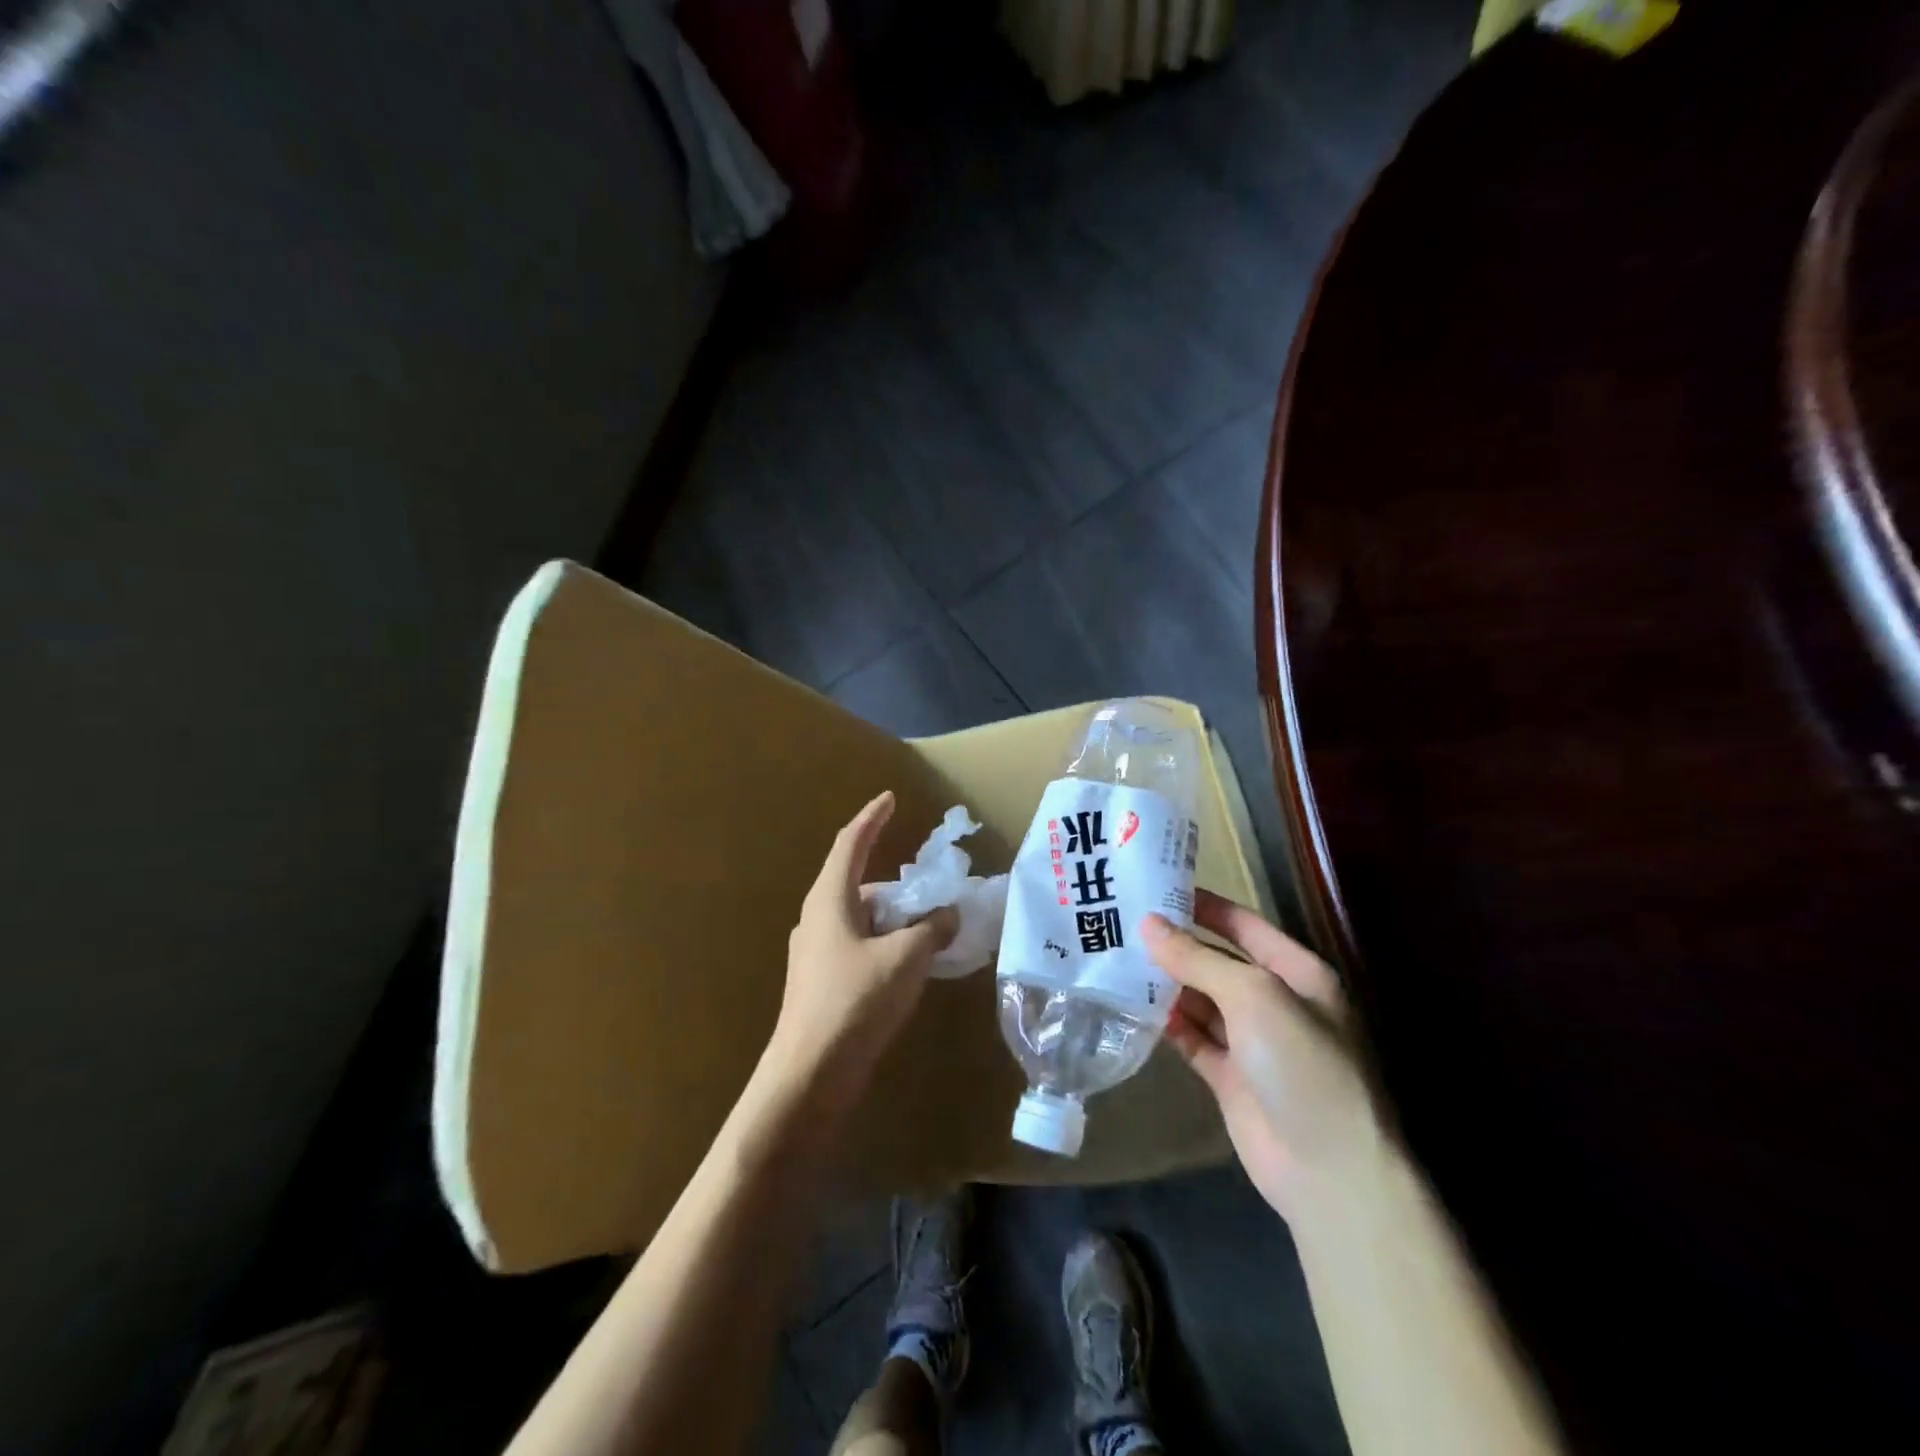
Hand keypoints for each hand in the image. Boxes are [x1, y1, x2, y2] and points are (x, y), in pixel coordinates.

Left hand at [767, 792, 957, 1106]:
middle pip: (857, 883)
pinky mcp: (820, 982)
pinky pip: (858, 946)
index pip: (851, 844)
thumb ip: (931, 930)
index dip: (871, 818)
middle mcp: (816, 919)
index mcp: (829, 900)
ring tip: (928, 927)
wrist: (809, 1075)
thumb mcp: (905, 958)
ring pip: (860, 919)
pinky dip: (885, 943)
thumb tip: (948, 915)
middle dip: (894, 881)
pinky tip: (909, 963)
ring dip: (893, 917)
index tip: (889, 798)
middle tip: (929, 886)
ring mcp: (815, 953)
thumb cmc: (855, 1002)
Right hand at [1143, 892, 1379, 1217]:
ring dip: (1166, 982)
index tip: (1155, 887)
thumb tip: (1148, 924)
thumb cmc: (1302, 1064)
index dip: (1204, 904)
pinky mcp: (1230, 1077)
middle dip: (1176, 944)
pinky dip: (1167, 1023)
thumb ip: (1198, 958)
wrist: (1328, 1172)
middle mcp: (1275, 1001)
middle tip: (1121, 922)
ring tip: (1115, 957)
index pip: (1244, 924)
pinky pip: (1193, 1038)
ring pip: (1201, 999)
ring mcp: (1252, 1042)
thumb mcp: (1253, 996)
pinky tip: (1131, 1005)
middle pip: (1217, 961)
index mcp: (1297, 972)